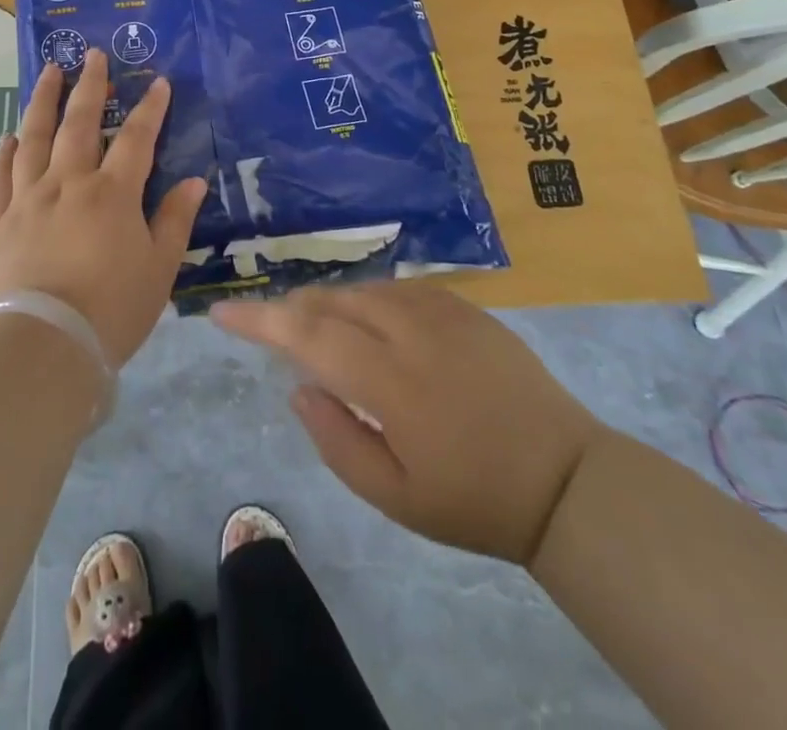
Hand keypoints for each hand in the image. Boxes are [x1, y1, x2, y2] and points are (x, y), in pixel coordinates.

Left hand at [0, 50, 208, 366]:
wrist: (45, 345)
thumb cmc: (113, 308)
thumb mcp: (159, 268)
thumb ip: (174, 220)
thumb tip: (194, 180)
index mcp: (111, 193)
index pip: (136, 138)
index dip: (150, 108)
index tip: (157, 82)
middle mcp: (68, 183)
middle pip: (80, 123)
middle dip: (89, 86)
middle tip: (91, 54)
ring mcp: (29, 199)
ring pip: (34, 138)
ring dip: (43, 101)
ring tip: (49, 72)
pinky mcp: (1, 221)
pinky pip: (0, 178)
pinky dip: (6, 153)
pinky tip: (9, 137)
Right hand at [211, 283, 604, 565]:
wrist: (566, 478)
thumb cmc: (475, 499)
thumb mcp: (396, 498)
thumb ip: (337, 440)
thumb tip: (299, 386)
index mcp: (390, 381)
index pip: (307, 335)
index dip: (258, 320)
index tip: (220, 312)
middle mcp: (409, 331)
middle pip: (329, 302)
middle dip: (288, 308)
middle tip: (265, 326)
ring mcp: (440, 311)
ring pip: (361, 289)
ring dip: (326, 302)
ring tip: (312, 325)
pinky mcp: (463, 305)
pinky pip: (396, 287)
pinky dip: (366, 297)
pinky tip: (365, 317)